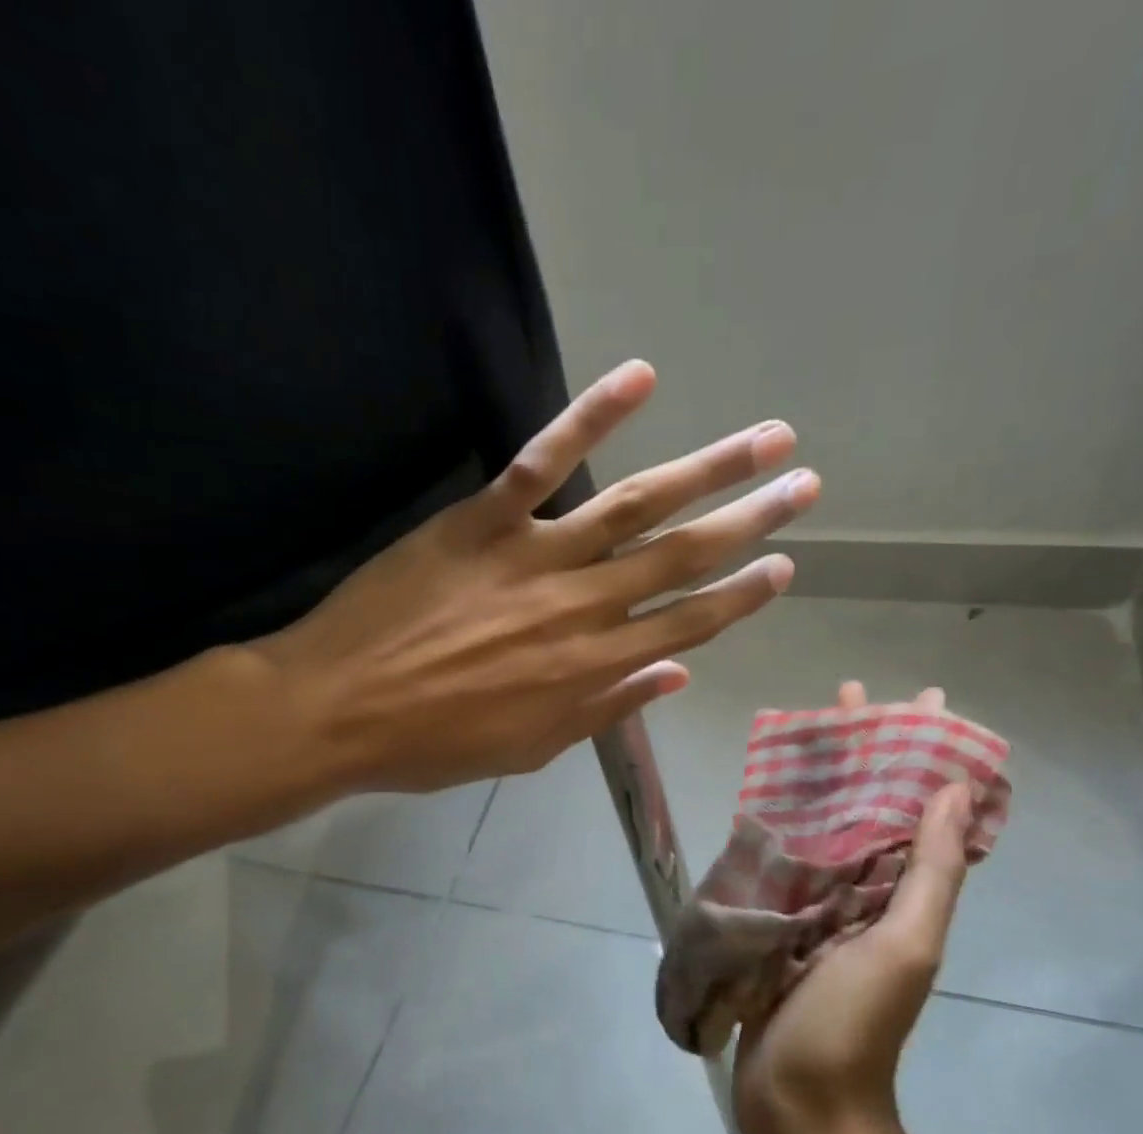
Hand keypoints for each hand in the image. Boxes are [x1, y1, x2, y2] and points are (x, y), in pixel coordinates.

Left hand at [254, 360, 818, 790]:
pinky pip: (544, 460)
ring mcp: (534, 557)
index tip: (782, 567)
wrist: (340, 711)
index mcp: (591, 668)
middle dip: (750, 520)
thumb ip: (606, 709)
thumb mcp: (530, 748)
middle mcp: (581, 608)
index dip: (741, 596)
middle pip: (683, 557)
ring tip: (767, 438)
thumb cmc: (434, 743)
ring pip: (638, 506)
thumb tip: (677, 679)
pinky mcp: (483, 520)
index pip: (687, 624)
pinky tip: (642, 377)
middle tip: (803, 486)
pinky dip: (591, 415)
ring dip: (709, 468)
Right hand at [733, 681, 975, 1133]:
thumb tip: (954, 789)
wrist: (799, 1103)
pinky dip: (778, 822)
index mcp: (902, 893)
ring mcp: (817, 905)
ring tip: (806, 729)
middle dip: (863, 750)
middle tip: (848, 696)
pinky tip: (762, 793)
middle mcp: (865, 890)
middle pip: (867, 804)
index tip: (920, 700)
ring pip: (823, 824)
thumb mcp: (905, 946)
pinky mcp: (775, 920)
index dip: (923, 752)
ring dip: (819, 777)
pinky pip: (781, 858)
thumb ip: (929, 872)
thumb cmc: (855, 1024)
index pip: (919, 806)